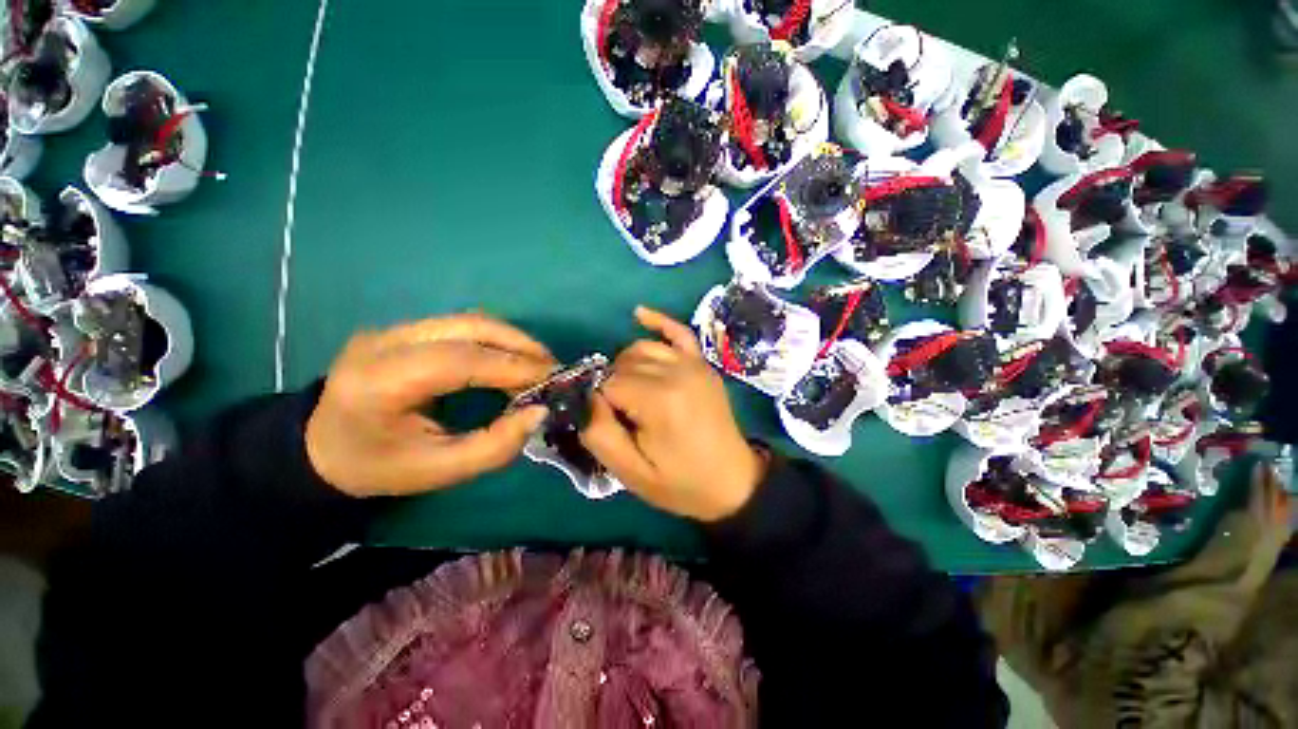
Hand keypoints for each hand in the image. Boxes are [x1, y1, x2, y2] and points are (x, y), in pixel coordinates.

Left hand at [306, 314, 555, 496]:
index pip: (458, 360)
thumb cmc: (380, 467)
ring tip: (539, 363)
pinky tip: (512, 358)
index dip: (511, 367)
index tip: (550, 380)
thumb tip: (540, 412)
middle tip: (551, 368)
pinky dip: (496, 340)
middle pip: (468, 327)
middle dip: (520, 345)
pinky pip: (462, 326)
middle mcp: (384, 343)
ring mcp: (393, 329)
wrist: (322, 447)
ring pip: (469, 321)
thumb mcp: (439, 471)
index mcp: (379, 382)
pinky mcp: (405, 329)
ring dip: (512, 339)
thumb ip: (494, 446)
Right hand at [582, 307, 765, 521]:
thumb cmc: (681, 482)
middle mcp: (677, 372)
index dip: (601, 404)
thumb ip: (599, 434)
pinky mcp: (703, 363)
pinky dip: (657, 321)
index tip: (610, 424)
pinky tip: (638, 314)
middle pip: (623, 364)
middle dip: (613, 386)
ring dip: (627, 365)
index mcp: (660, 400)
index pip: (608, 384)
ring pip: (641, 348)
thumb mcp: (631, 473)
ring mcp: (694, 363)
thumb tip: (587, 399)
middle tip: (622, 415)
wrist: (732, 481)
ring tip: (630, 392)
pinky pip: (678, 332)